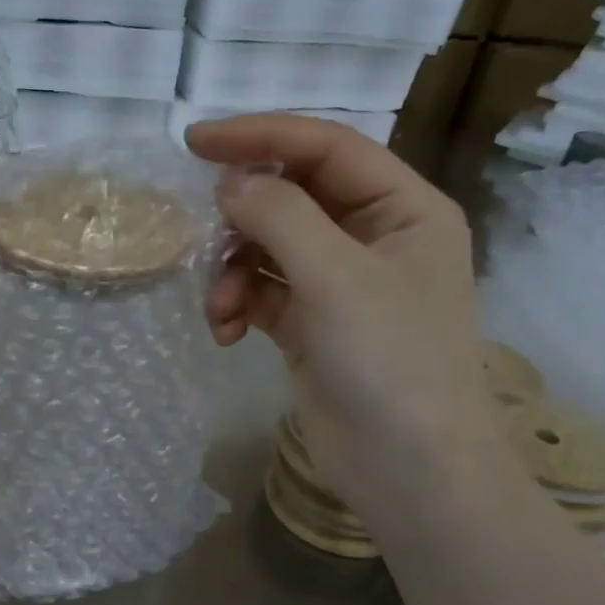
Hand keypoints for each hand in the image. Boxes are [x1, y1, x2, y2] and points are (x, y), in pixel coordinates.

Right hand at [186, 114, 502, 517]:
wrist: (409, 469)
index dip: (261, 135)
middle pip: (294, 196)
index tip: (195, 142)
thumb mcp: (336, 277)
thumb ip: (280, 216)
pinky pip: (263, 292)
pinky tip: (226, 332)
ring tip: (220, 307)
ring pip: (269, 247)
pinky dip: (238, 304)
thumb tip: (230, 181)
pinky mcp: (311, 324)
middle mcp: (373, 237)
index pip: (327, 148)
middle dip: (244, 216)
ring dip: (235, 270)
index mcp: (403, 208)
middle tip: (203, 227)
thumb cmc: (390, 361)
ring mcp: (340, 283)